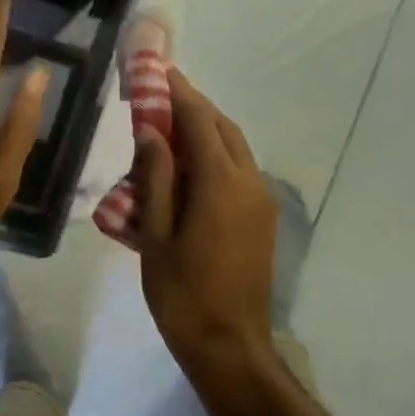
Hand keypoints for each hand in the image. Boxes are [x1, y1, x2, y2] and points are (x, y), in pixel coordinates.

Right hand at [133, 68, 277, 370]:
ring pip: (235, 149)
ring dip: (207, 132)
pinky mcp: (263, 219)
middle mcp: (249, 182)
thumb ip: (156, 177)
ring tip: (171, 131)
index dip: (179, 93)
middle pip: (223, 129)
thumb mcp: (157, 234)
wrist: (230, 345)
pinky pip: (240, 172)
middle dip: (194, 108)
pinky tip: (190, 170)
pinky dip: (217, 157)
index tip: (160, 71)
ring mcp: (261, 201)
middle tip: (161, 98)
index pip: (199, 121)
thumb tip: (151, 131)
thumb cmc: (183, 293)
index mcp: (221, 182)